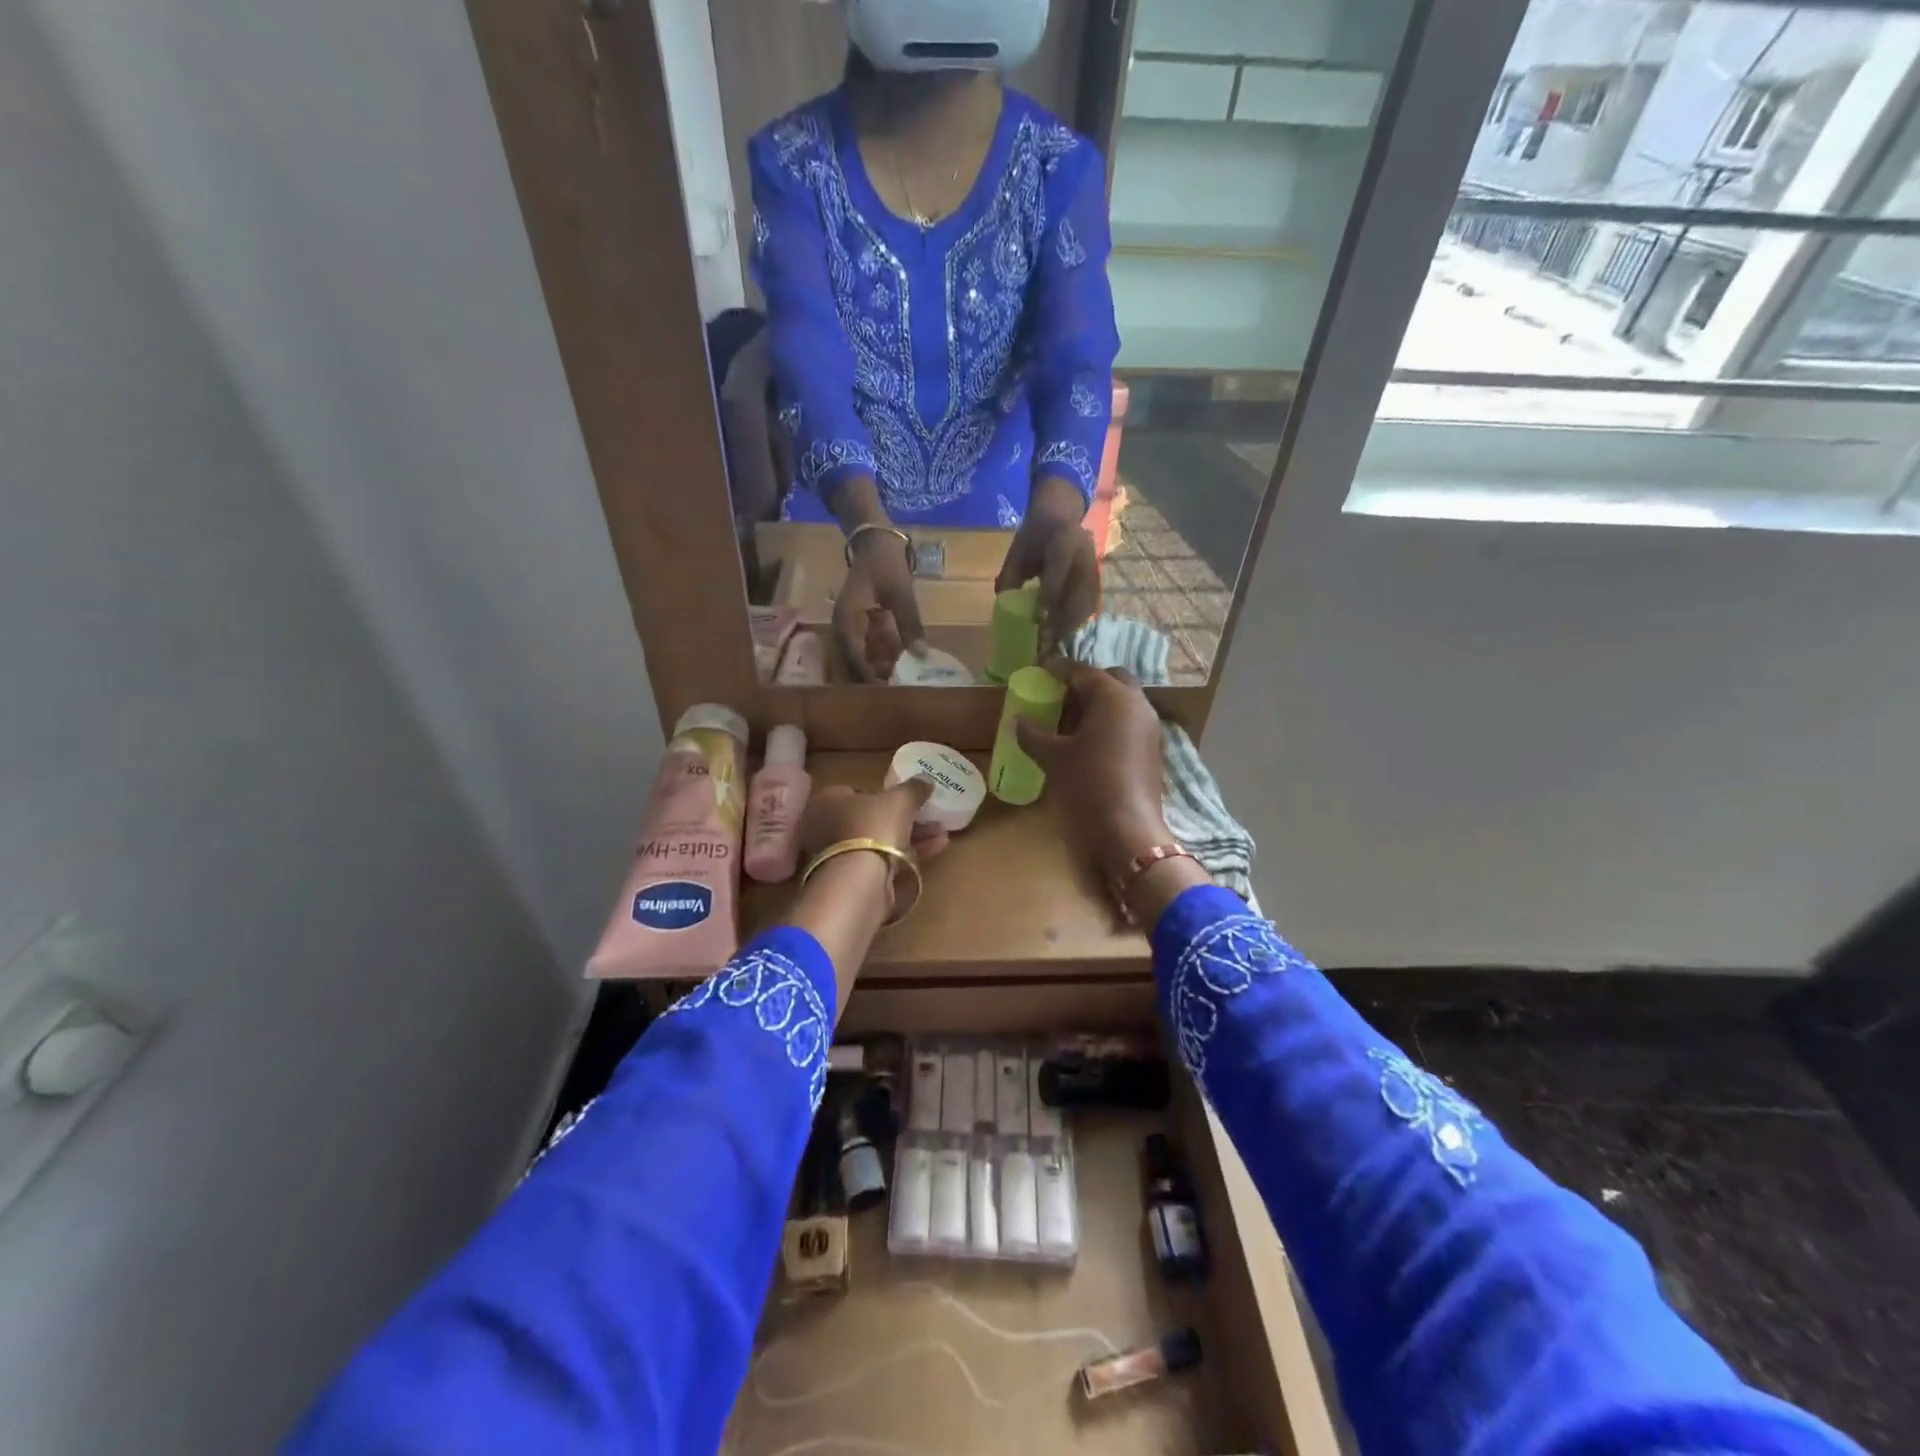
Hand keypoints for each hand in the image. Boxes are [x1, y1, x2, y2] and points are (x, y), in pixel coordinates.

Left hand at [802, 778, 949, 915]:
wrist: (860, 880)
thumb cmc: (874, 826)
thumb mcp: (900, 799)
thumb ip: (913, 788)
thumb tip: (926, 780)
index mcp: (828, 800)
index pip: (857, 792)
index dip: (884, 795)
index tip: (907, 800)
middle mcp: (826, 828)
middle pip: (872, 820)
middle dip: (906, 819)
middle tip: (932, 818)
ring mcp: (837, 857)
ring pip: (880, 844)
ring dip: (913, 838)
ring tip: (942, 835)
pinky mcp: (851, 881)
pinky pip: (882, 863)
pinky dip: (907, 857)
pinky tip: (934, 850)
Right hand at [834, 531, 927, 681]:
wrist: (875, 539)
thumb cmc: (885, 564)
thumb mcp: (901, 593)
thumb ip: (910, 624)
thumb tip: (921, 655)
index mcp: (847, 621)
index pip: (855, 658)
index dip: (871, 677)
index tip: (890, 691)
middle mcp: (843, 628)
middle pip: (856, 662)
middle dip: (877, 677)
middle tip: (900, 692)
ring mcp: (851, 626)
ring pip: (863, 656)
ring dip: (881, 668)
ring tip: (904, 681)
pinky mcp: (860, 624)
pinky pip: (869, 646)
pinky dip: (883, 656)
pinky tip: (902, 664)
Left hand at [996, 475, 1099, 653]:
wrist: (1060, 516)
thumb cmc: (1034, 536)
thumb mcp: (1017, 551)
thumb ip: (1010, 577)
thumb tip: (1005, 610)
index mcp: (1063, 540)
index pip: (1059, 568)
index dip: (1050, 594)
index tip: (1038, 618)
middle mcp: (1084, 555)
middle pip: (1078, 593)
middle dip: (1061, 621)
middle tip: (1044, 643)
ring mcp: (1094, 569)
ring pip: (1087, 604)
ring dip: (1070, 627)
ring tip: (1052, 644)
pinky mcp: (1098, 581)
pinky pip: (1090, 607)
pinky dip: (1076, 623)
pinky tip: (1062, 636)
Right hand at [1014, 664, 1169, 883]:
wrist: (1126, 834)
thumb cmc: (1087, 786)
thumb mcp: (1053, 758)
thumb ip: (1033, 734)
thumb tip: (1019, 720)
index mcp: (1114, 698)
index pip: (1083, 672)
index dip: (1059, 669)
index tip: (1040, 669)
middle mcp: (1137, 705)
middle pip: (1111, 680)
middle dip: (1086, 682)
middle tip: (1059, 694)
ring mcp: (1149, 729)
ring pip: (1123, 702)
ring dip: (1098, 703)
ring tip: (1068, 718)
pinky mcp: (1151, 751)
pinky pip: (1128, 723)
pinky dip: (1108, 722)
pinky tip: (1086, 741)